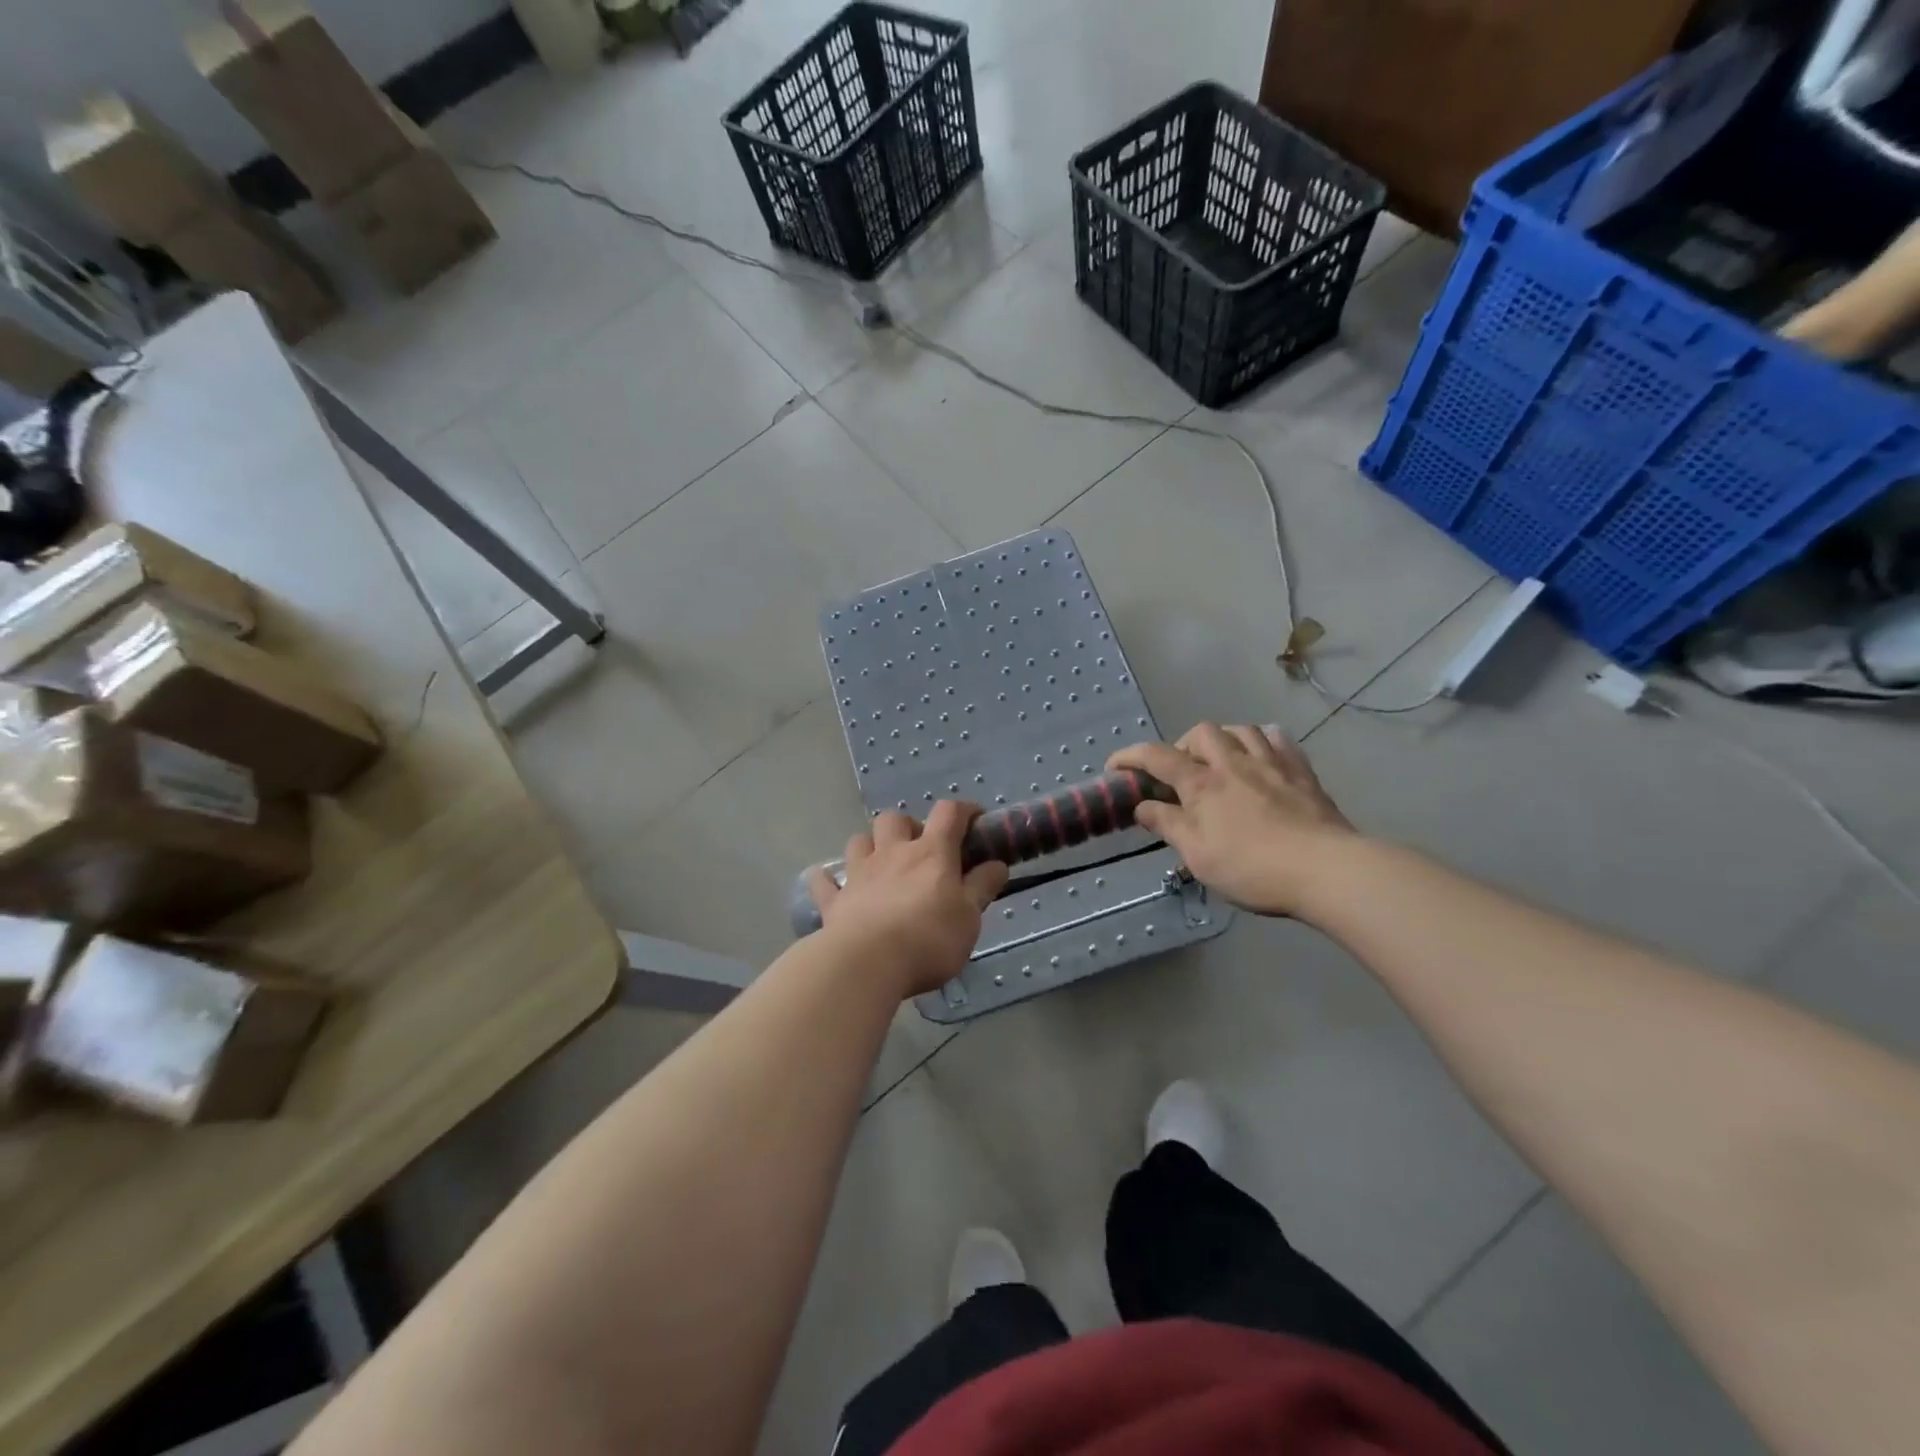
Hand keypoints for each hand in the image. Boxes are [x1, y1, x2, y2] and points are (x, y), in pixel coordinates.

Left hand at [807, 802, 1009, 997]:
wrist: (867, 963)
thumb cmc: (928, 939)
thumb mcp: (969, 917)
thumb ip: (982, 887)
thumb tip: (996, 864)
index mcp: (931, 853)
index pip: (949, 813)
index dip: (964, 810)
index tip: (974, 821)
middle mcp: (893, 853)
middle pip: (895, 819)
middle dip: (908, 827)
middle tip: (920, 851)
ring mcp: (858, 873)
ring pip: (859, 840)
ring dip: (870, 846)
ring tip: (880, 865)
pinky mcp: (834, 900)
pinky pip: (824, 881)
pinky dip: (828, 880)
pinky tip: (832, 886)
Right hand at [1109, 723, 1355, 916]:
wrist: (1324, 869)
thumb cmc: (1252, 867)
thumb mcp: (1197, 855)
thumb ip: (1168, 825)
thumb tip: (1142, 806)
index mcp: (1202, 784)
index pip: (1157, 757)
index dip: (1130, 757)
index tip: (1115, 766)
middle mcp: (1233, 763)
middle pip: (1201, 733)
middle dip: (1182, 745)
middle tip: (1181, 772)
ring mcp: (1271, 763)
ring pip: (1240, 729)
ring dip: (1222, 739)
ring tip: (1220, 761)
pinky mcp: (1301, 771)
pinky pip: (1278, 739)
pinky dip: (1262, 742)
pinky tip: (1262, 757)